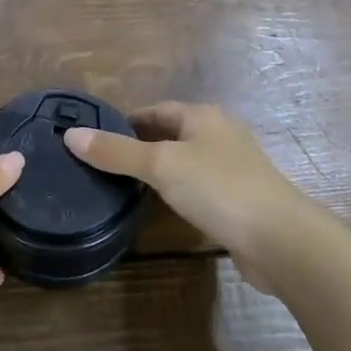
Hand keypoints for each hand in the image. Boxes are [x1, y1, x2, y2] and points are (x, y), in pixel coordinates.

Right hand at [64, 103, 318, 293]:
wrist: (281, 240)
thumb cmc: (219, 188)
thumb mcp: (161, 165)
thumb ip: (116, 152)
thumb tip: (70, 135)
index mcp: (203, 117)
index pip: (156, 110)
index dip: (126, 120)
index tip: (96, 137)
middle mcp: (219, 136)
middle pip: (170, 135)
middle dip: (139, 146)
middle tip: (102, 163)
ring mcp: (233, 169)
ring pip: (185, 163)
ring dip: (158, 172)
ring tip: (122, 187)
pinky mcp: (239, 201)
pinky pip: (198, 189)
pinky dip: (176, 194)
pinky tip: (160, 209)